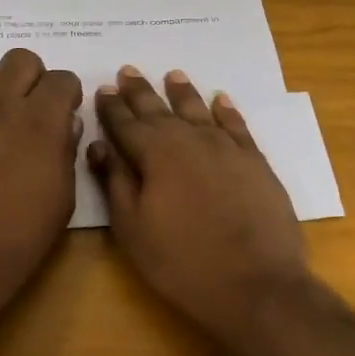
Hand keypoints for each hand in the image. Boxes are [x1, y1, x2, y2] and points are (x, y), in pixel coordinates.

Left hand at [0, 49, 82, 299]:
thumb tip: (65, 127)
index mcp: (42, 122)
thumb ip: (65, 152)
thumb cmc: (20, 235)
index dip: (68, 93)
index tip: (67, 111)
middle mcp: (3, 105)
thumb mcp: (63, 198)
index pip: (62, 79)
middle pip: (21, 60)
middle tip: (34, 107)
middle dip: (34, 78)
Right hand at [89, 66, 309, 341]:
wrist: (255, 284)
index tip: (102, 89)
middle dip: (141, 91)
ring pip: (199, 110)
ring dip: (183, 92)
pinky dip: (227, 110)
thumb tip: (99, 145)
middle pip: (160, 110)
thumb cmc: (182, 262)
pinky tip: (220, 99)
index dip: (112, 107)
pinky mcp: (256, 162)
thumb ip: (115, 182)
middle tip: (128, 71)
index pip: (126, 124)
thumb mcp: (133, 229)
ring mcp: (227, 148)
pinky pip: (237, 126)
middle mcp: (190, 140)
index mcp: (155, 154)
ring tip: (172, 75)